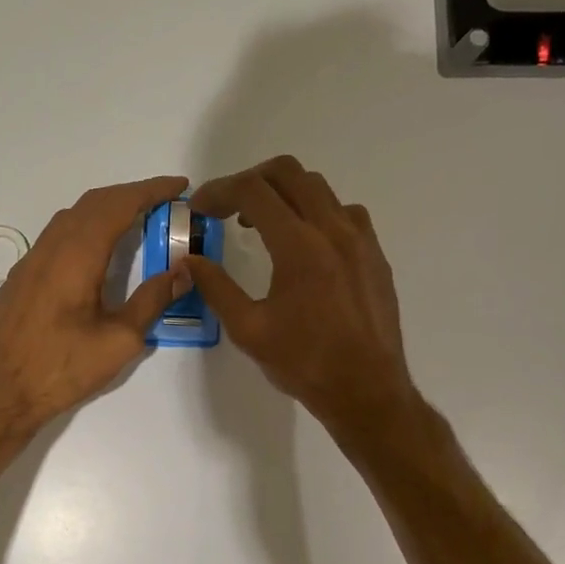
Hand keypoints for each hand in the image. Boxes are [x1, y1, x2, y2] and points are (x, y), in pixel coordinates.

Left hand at [0, 174, 192, 433]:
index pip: (117, 206)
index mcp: (76, 258)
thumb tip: (182, 272)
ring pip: (70, 218)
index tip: (179, 186)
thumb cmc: (63, 370)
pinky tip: (97, 251)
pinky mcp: (20, 280)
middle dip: (130, 195)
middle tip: (164, 202)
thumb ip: (152, 301)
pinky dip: (84, 228)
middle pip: (92, 204)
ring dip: (105, 210)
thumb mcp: (119, 341)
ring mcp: (29, 263)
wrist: (1, 395)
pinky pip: (56, 237)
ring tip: (136, 221)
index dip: (150, 191)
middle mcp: (49, 249)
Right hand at [187, 156, 418, 437]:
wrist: (367, 391)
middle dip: (251, 181)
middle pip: (289, 173)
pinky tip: (304, 245)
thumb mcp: (248, 330)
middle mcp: (333, 230)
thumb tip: (189, 261)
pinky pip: (344, 212)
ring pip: (319, 188)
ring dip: (284, 194)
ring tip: (261, 226)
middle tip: (228, 209)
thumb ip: (216, 288)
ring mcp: (360, 240)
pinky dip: (315, 212)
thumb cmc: (304, 363)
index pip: (253, 191)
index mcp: (299, 246)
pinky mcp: (375, 254)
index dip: (219, 191)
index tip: (200, 209)